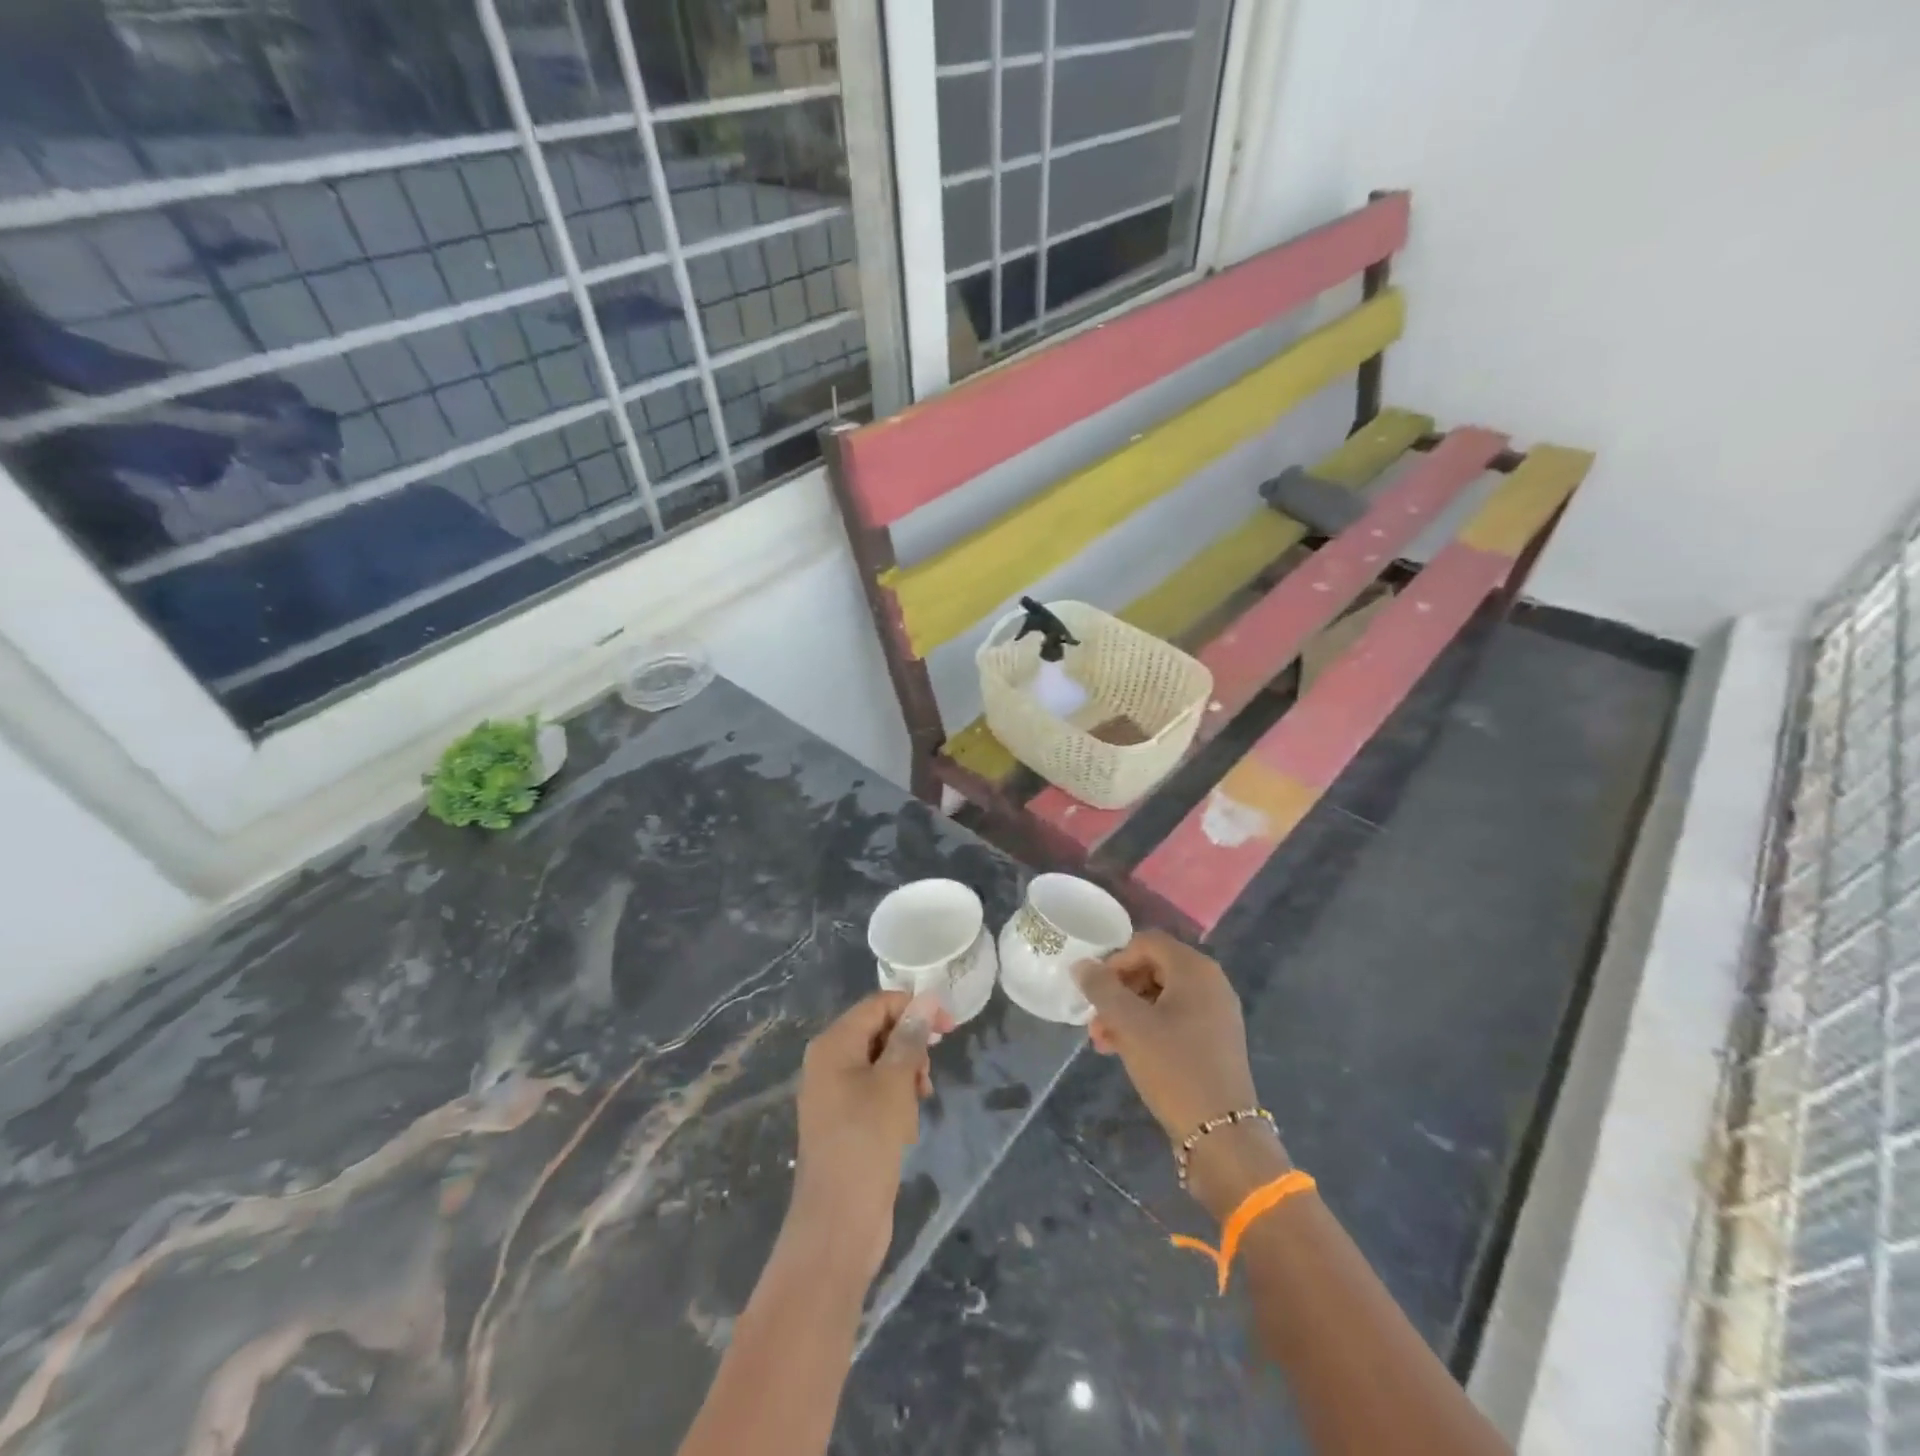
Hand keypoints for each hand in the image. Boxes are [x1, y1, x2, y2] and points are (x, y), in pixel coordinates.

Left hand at [788, 991, 945, 1277]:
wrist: (837, 1225)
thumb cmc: (866, 1142)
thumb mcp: (895, 1083)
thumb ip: (910, 1037)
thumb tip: (926, 999)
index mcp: (833, 1045)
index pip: (878, 1005)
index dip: (915, 1009)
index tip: (949, 1030)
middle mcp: (828, 1062)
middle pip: (878, 1031)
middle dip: (911, 1047)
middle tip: (929, 1075)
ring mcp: (833, 1094)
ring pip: (880, 1063)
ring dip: (906, 1076)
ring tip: (919, 1102)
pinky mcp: (843, 1122)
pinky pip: (874, 1092)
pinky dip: (895, 1100)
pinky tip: (907, 1126)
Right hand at [1074, 931, 1288, 1217]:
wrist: (1223, 1136)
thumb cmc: (1174, 1068)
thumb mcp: (1130, 1024)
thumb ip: (1102, 988)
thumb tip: (1082, 965)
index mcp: (1195, 969)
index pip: (1146, 942)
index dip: (1115, 960)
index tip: (1095, 990)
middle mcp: (1210, 983)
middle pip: (1153, 968)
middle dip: (1117, 990)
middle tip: (1094, 1019)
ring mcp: (1215, 1013)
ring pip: (1160, 997)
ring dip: (1127, 1012)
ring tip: (1101, 1041)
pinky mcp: (1214, 1041)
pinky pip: (1173, 1019)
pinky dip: (1146, 1028)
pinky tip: (1124, 1051)